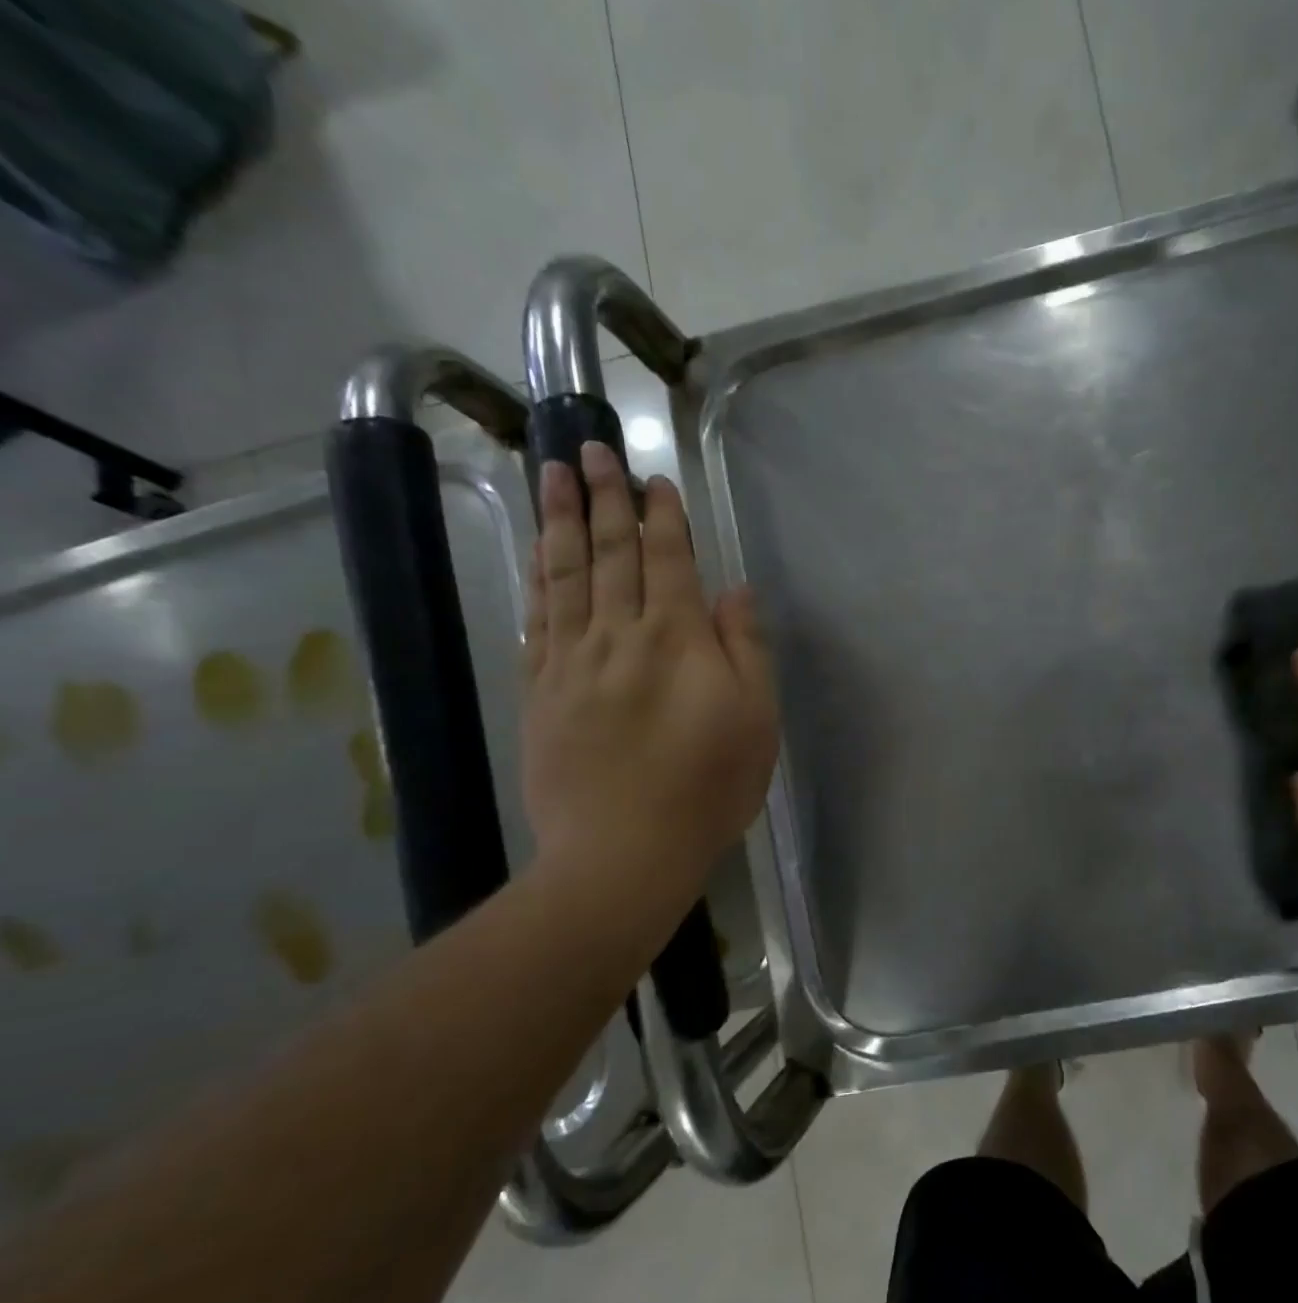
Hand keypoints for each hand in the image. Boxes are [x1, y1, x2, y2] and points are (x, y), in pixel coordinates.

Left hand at [521, 443, 778, 928]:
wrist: (623, 851)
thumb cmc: (707, 787)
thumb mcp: (756, 720)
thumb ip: (746, 649)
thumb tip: (733, 591)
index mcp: (675, 639)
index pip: (666, 560)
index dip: (661, 516)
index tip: (652, 479)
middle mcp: (618, 635)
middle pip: (609, 553)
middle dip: (602, 498)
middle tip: (588, 450)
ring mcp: (571, 662)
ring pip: (563, 576)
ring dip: (559, 522)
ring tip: (551, 476)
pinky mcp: (540, 691)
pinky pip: (536, 620)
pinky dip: (536, 580)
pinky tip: (536, 556)